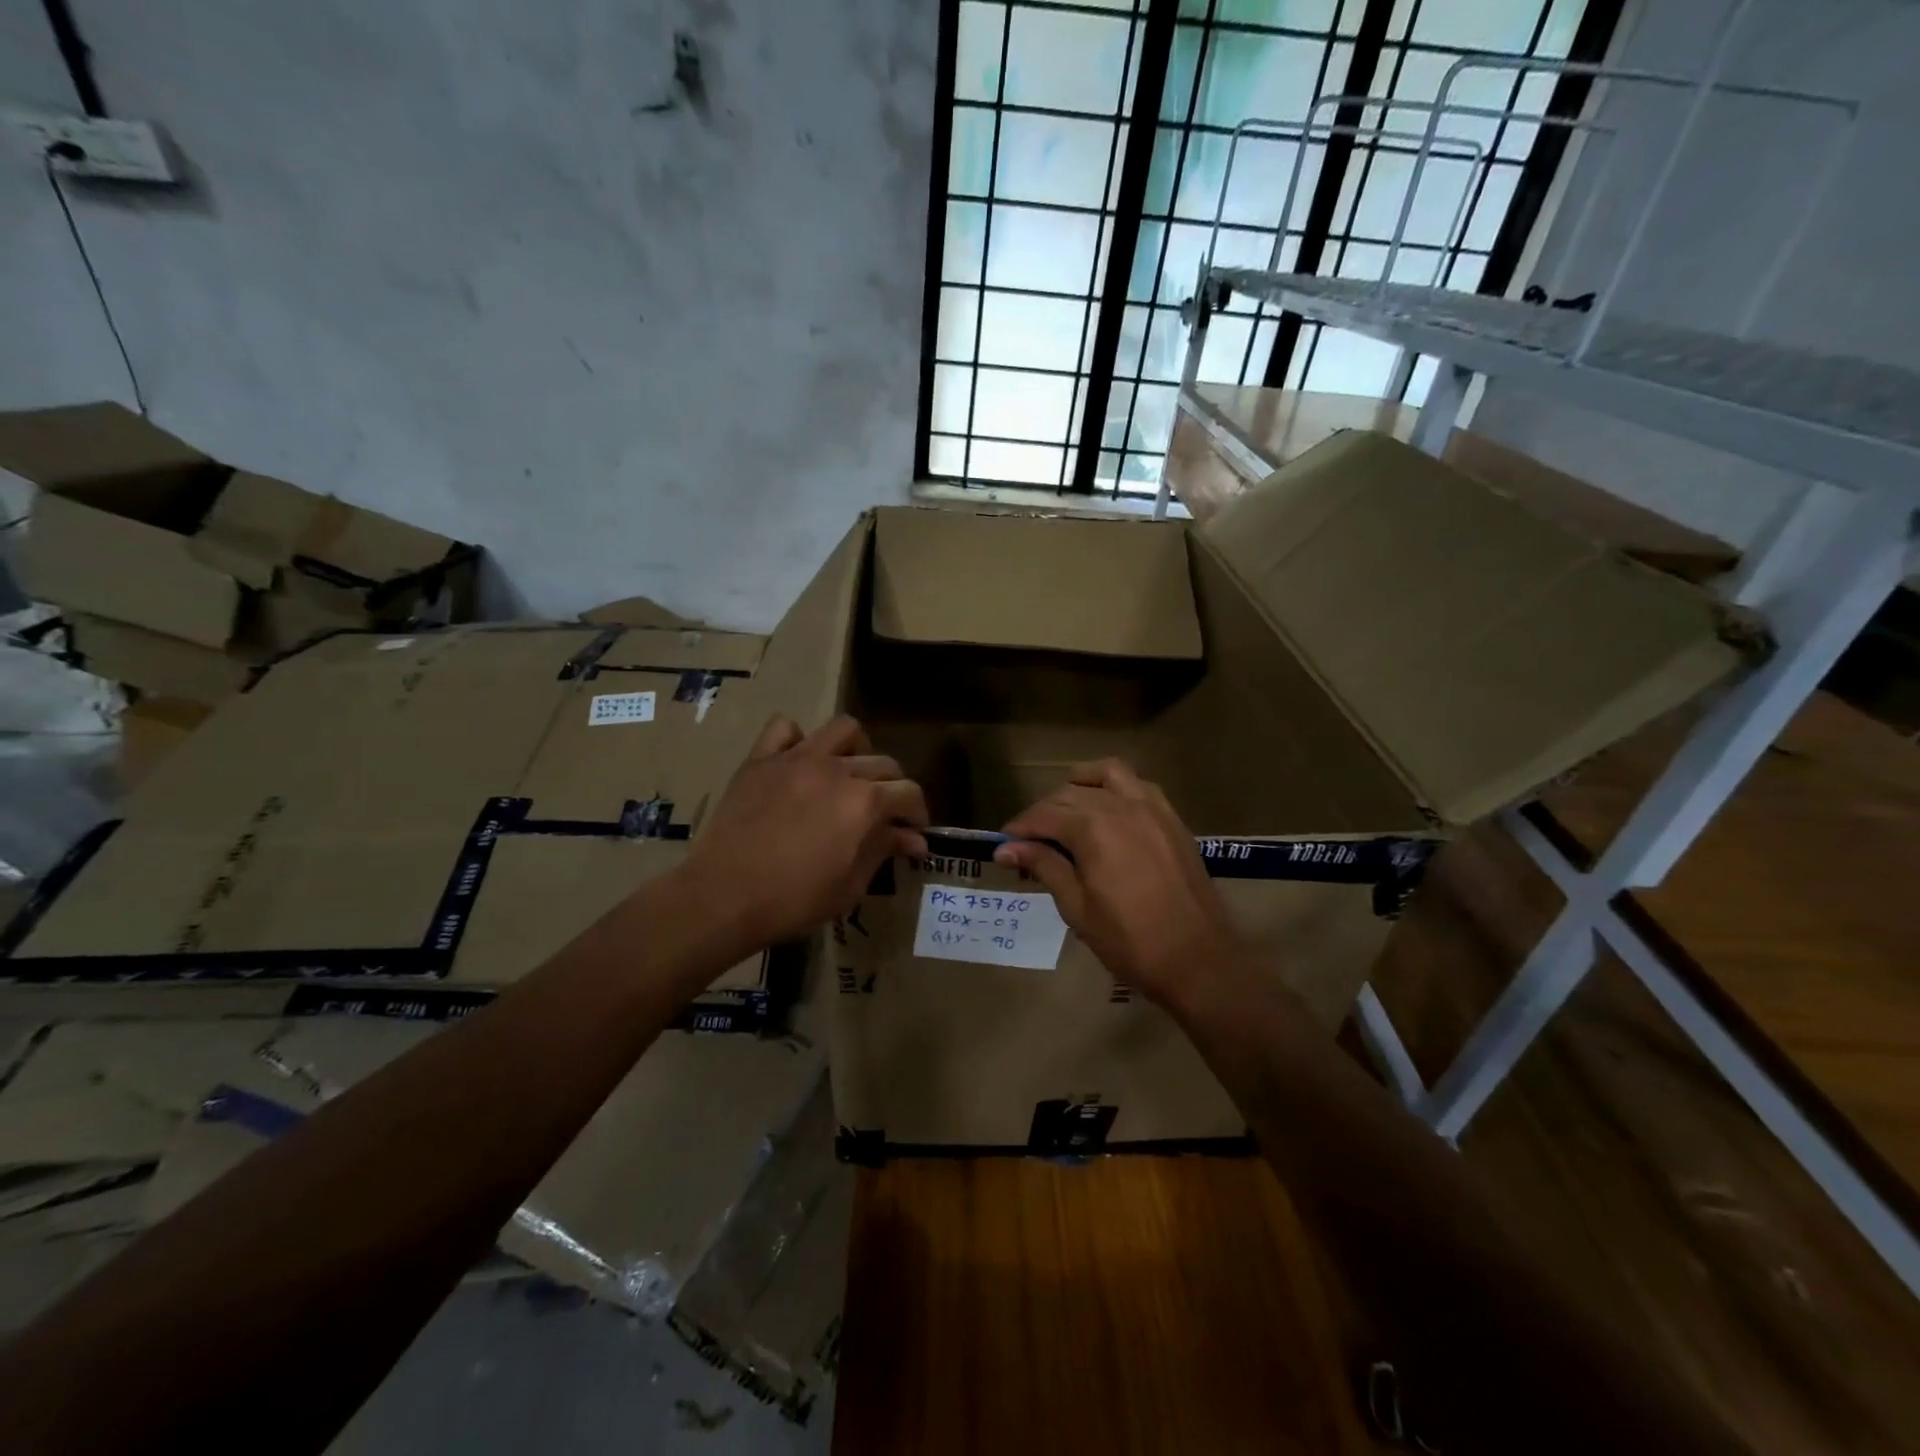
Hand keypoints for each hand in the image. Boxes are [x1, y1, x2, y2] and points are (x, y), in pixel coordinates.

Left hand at [684, 714, 929, 950]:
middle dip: (893, 788)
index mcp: (864, 802)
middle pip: (883, 763)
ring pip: (843, 730)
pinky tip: (799, 763)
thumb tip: (914, 839)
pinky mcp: (761, 760)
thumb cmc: (792, 901)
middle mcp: (836, 769)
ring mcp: (796, 758)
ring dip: (856, 750)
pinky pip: (784, 729)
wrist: (722, 897)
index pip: (908, 793)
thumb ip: (883, 851)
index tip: (914, 833)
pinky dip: (797, 740)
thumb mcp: (849, 886)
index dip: (918, 813)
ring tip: (849, 775)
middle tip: (884, 814)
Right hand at [993, 759, 1249, 1007]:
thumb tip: (1005, 847)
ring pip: (1106, 776)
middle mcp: (1121, 806)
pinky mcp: (1171, 819)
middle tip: (1028, 841)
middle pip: (1069, 794)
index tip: (1003, 844)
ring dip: (1078, 785)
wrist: (1198, 959)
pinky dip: (1115, 786)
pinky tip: (1107, 807)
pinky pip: (1139, 785)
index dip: (1020, 828)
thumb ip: (1044, 866)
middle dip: (1043, 813)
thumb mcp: (1077, 907)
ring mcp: (1151, 808)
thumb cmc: (1130, 941)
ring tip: (1064, 809)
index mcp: (1093, 829)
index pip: (1044, 816)